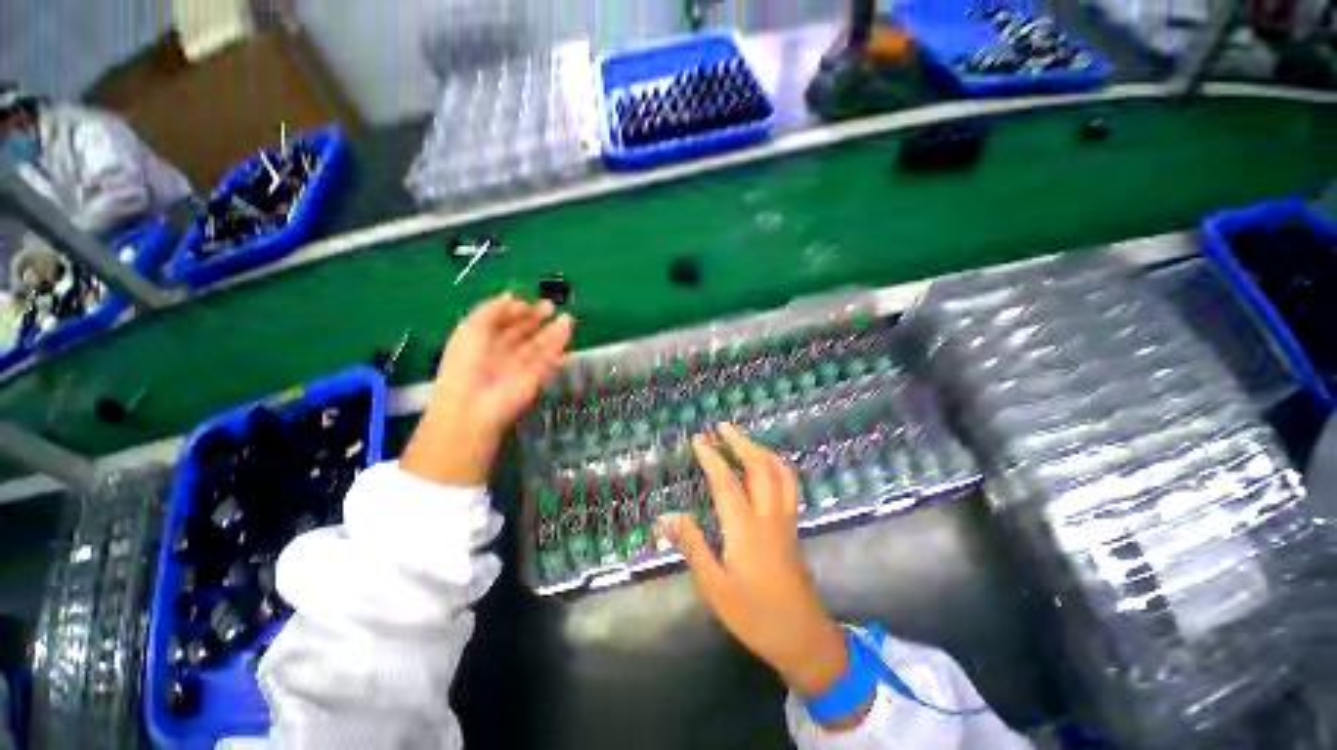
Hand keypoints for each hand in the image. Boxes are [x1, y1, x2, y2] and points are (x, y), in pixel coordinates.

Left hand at [401, 295, 572, 485]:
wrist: (475, 406)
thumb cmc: (467, 363)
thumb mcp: (472, 328)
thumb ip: (491, 309)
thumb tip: (510, 296)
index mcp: (481, 340)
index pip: (502, 322)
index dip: (515, 311)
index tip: (527, 302)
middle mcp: (501, 353)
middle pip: (522, 333)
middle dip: (536, 319)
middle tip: (550, 306)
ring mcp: (519, 367)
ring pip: (539, 346)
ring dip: (553, 332)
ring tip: (567, 317)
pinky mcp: (535, 378)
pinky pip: (548, 360)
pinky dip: (558, 346)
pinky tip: (567, 332)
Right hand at [658, 424, 862, 722]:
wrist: (803, 637)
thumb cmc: (754, 615)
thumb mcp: (714, 587)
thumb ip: (692, 546)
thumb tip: (667, 517)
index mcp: (745, 529)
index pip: (726, 481)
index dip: (711, 456)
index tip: (698, 439)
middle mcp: (768, 516)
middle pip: (759, 466)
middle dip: (740, 442)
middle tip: (722, 427)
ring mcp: (785, 519)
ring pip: (779, 472)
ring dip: (761, 449)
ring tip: (743, 440)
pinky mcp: (793, 526)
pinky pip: (788, 485)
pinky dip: (776, 465)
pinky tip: (766, 466)